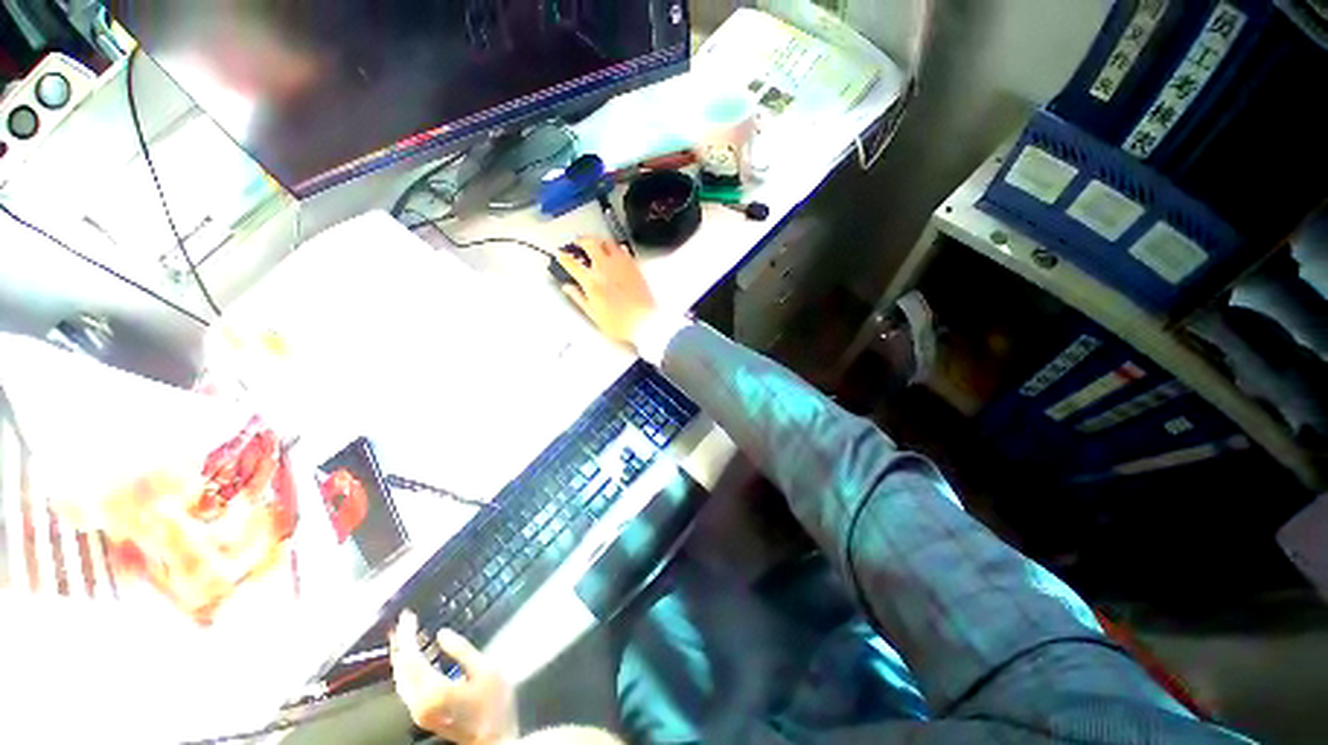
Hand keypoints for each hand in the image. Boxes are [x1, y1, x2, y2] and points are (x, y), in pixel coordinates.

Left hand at [390, 611, 517, 744]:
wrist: (494, 739)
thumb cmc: (494, 705)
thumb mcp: (487, 670)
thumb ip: (462, 650)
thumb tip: (442, 634)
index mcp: (434, 690)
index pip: (412, 657)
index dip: (408, 635)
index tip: (409, 616)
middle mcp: (419, 703)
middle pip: (401, 669)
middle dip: (400, 643)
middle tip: (403, 622)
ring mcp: (418, 711)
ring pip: (400, 679)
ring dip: (401, 655)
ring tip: (404, 636)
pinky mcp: (422, 714)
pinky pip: (406, 687)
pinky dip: (405, 669)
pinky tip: (412, 660)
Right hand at [557, 236, 658, 344]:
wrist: (644, 322)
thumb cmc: (620, 323)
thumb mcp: (593, 314)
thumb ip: (579, 298)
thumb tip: (568, 288)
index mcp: (592, 281)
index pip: (572, 263)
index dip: (563, 257)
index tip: (561, 255)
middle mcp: (605, 268)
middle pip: (590, 243)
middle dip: (581, 240)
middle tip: (578, 242)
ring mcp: (621, 265)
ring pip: (607, 242)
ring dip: (599, 241)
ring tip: (596, 244)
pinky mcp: (634, 266)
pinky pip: (623, 250)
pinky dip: (616, 248)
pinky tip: (616, 252)